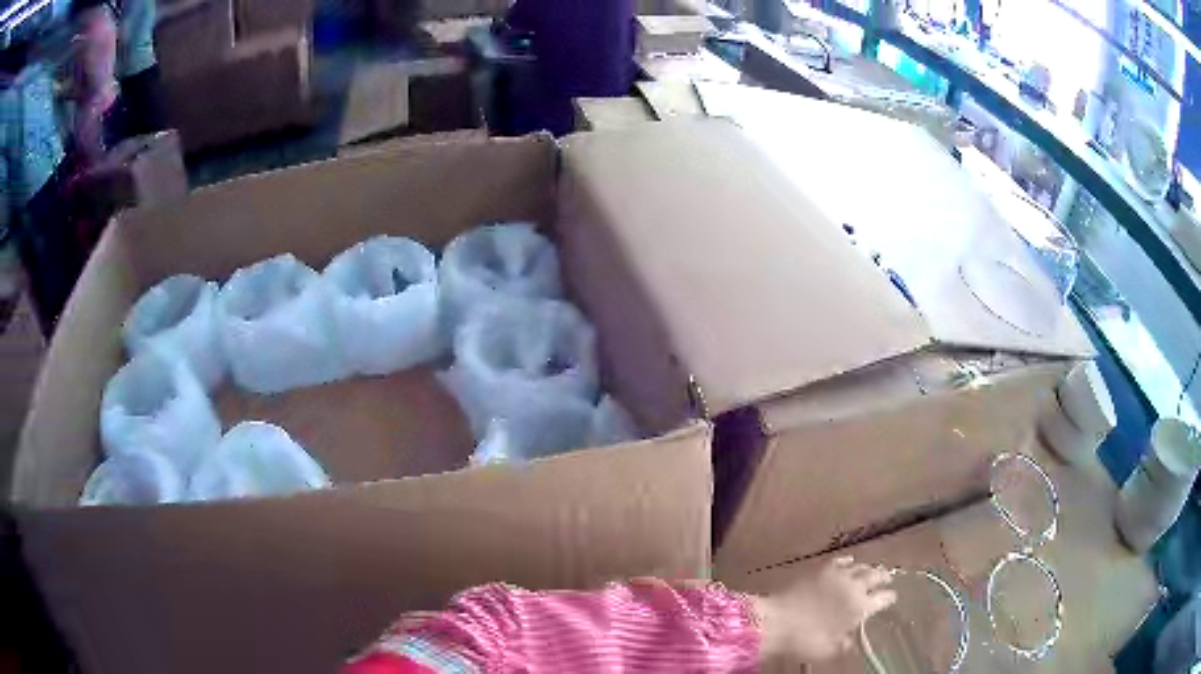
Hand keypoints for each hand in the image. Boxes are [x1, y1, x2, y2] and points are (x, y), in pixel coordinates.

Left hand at [752, 556, 896, 664]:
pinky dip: (848, 561)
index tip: (892, 598)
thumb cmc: (805, 640)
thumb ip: (845, 644)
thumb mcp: (829, 650)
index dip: (889, 598)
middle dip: (883, 577)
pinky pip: (840, 561)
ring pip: (860, 566)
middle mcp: (855, 586)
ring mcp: (838, 574)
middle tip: (888, 578)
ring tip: (872, 570)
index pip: (883, 598)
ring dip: (868, 569)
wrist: (776, 621)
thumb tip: (851, 641)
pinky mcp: (820, 568)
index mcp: (861, 606)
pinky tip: (849, 562)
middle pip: (876, 576)